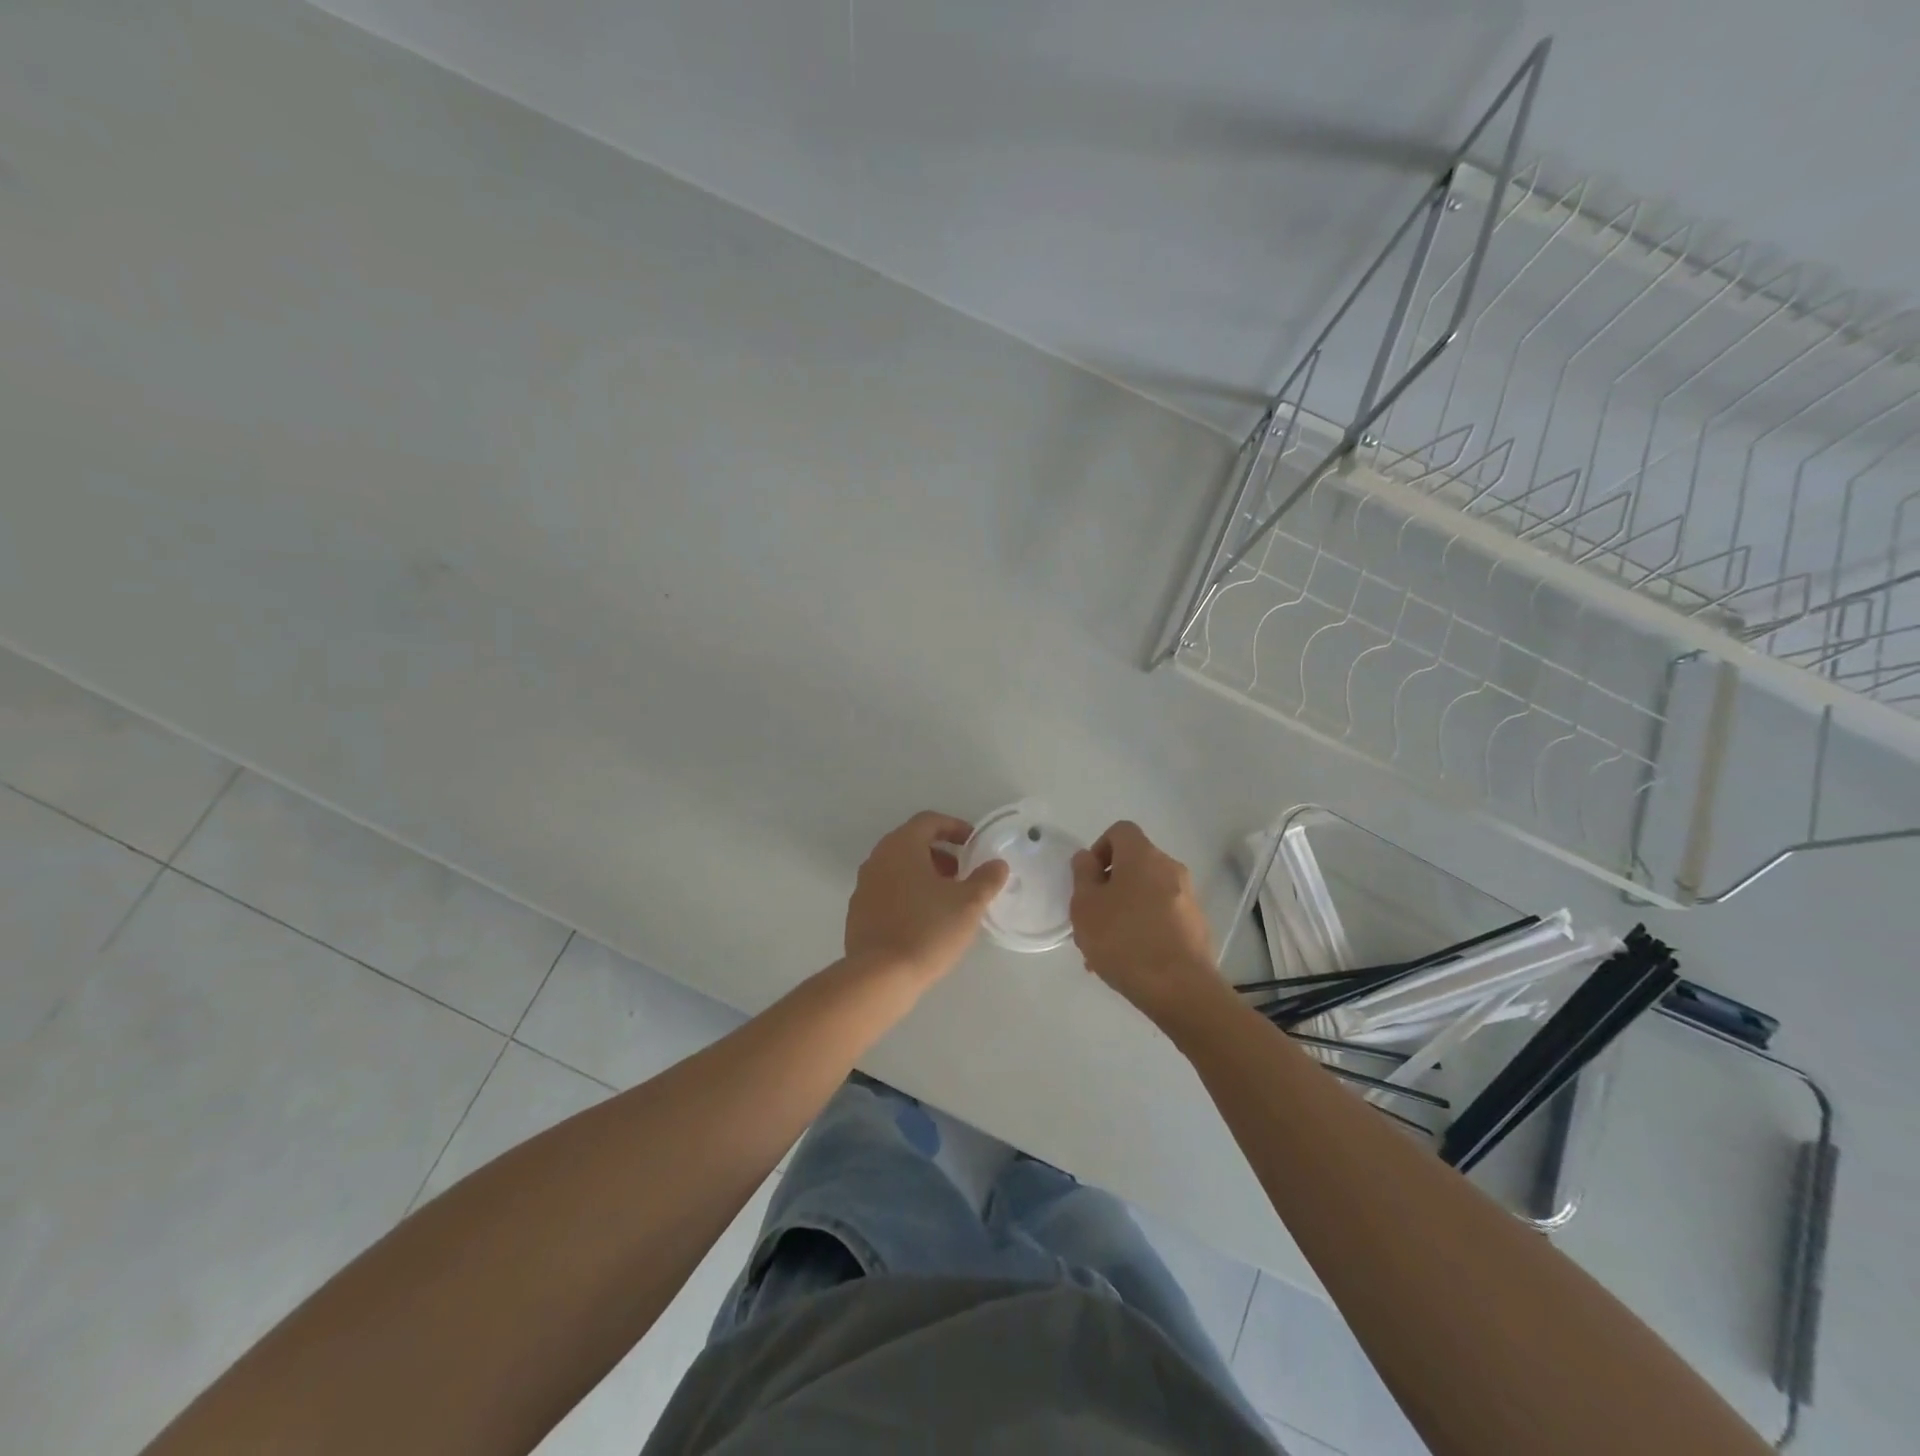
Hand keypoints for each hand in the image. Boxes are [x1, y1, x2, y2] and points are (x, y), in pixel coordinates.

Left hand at [845, 811, 1009, 982]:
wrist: (880, 976)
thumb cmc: (927, 929)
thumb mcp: (968, 903)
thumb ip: (986, 879)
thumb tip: (997, 865)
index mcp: (901, 846)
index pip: (928, 821)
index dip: (954, 827)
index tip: (974, 844)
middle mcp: (877, 858)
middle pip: (911, 843)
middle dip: (941, 854)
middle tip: (963, 874)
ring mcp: (863, 886)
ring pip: (898, 868)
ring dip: (924, 875)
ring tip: (947, 900)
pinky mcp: (858, 912)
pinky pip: (887, 891)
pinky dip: (908, 894)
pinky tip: (924, 920)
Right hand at [1070, 821, 1220, 1026]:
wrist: (1180, 988)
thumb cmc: (1124, 939)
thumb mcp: (1085, 906)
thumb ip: (1083, 875)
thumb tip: (1087, 858)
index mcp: (1143, 856)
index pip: (1120, 831)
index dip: (1100, 848)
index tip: (1088, 880)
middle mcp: (1170, 868)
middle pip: (1134, 864)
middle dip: (1110, 886)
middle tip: (1092, 918)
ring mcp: (1188, 898)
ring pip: (1147, 894)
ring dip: (1125, 911)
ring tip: (1106, 949)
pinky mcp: (1197, 926)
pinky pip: (1162, 917)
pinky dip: (1144, 928)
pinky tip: (1130, 961)